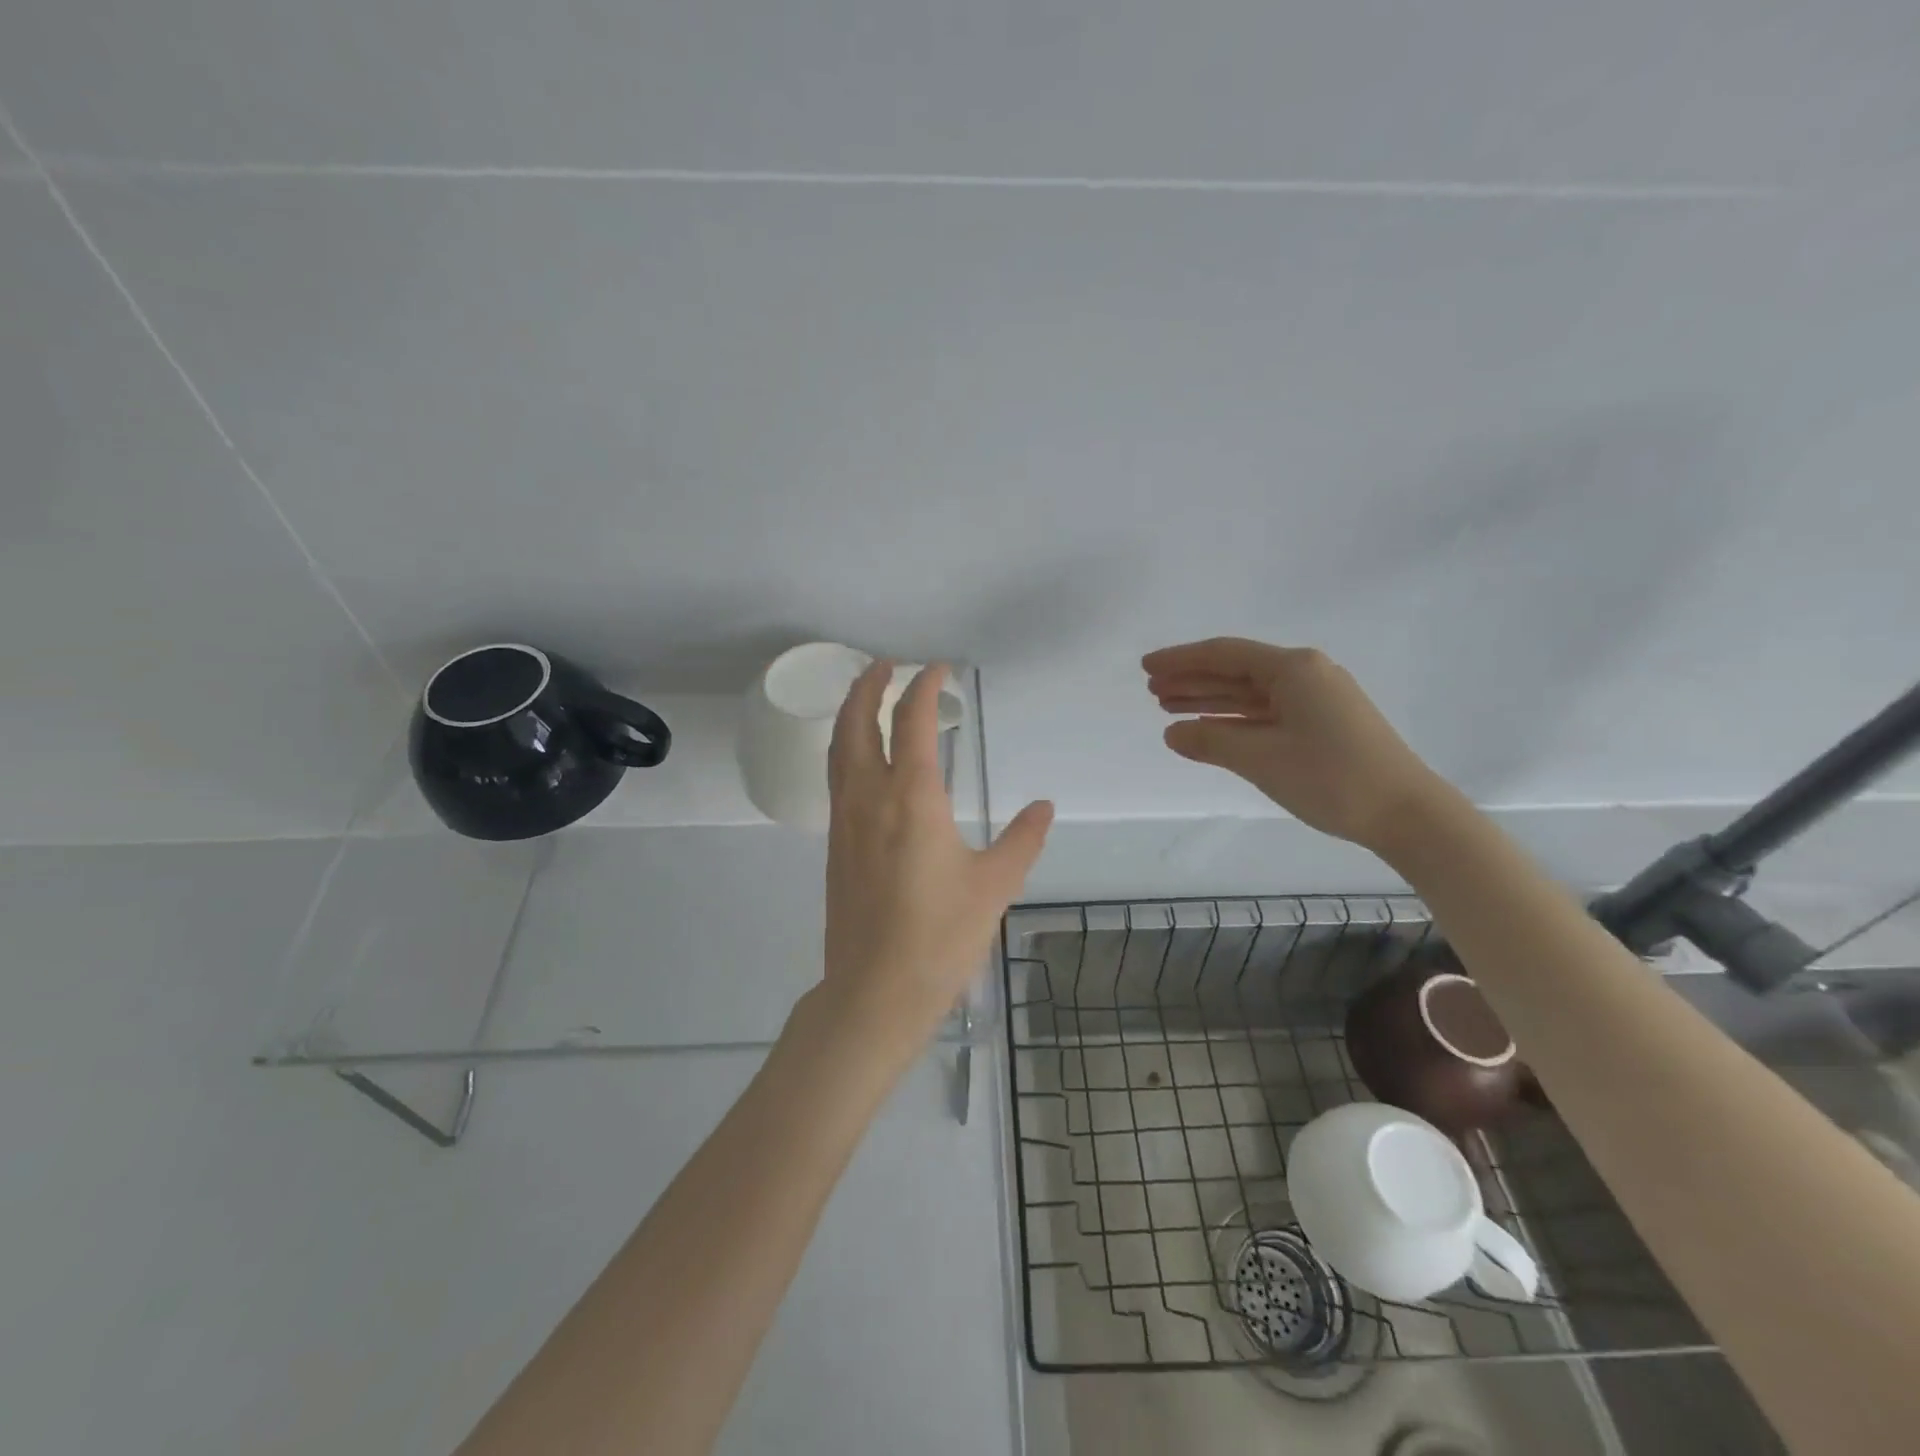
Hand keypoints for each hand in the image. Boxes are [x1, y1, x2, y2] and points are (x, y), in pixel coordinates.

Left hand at [821, 661, 1053, 1049]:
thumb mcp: (995, 885)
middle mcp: (870, 796)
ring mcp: (845, 819)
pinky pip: (835, 776)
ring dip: (851, 713)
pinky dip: (846, 747)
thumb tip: (1043, 808)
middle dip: (869, 685)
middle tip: (886, 665)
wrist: (876, 990)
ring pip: (839, 747)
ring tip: (867, 697)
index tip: (938, 670)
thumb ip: (1022, 839)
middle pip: (858, 721)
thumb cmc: (940, 935)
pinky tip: (863, 759)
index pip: (913, 720)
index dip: (925, 687)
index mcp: (913, 797)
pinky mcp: (835, 843)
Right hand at [1144, 637, 1447, 853]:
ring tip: (1169, 707)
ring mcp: (1316, 700)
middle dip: (1192, 679)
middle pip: (1236, 670)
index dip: (1181, 659)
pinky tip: (1209, 727)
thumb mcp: (1261, 758)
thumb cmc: (1331, 777)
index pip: (1224, 654)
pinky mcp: (1322, 724)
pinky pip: (1266, 712)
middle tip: (1152, 689)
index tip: (1146, 666)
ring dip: (1210, 699)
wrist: (1406, 813)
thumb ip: (1210, 742)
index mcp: (1293, 669)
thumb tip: (1173, 734)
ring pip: (1250, 693)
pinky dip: (1235, 718)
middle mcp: (1305, 675)